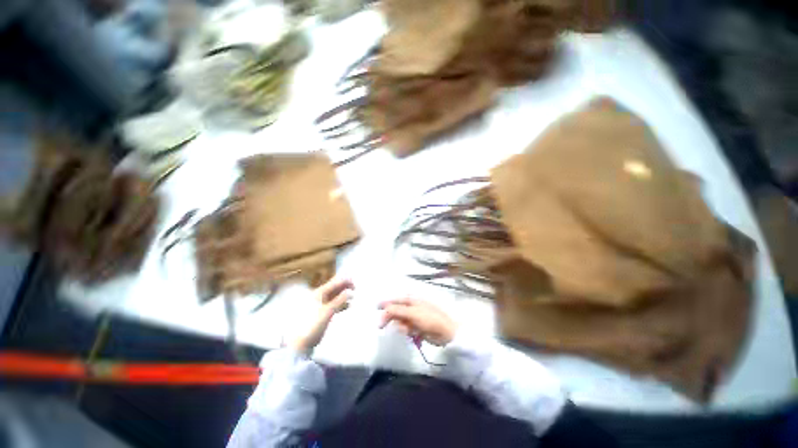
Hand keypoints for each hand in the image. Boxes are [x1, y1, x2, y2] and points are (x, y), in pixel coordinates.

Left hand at [288, 277, 353, 354]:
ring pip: (335, 296)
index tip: (355, 283)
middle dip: (345, 287)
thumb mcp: (328, 311)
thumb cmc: (313, 325)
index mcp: (319, 293)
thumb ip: (340, 300)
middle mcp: (319, 296)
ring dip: (344, 295)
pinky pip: (333, 304)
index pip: (335, 282)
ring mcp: (320, 305)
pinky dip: (341, 303)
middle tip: (356, 289)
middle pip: (335, 288)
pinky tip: (347, 306)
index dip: (345, 281)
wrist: (300, 343)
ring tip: (353, 297)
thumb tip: (351, 292)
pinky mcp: (321, 313)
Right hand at [378, 298, 457, 345]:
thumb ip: (397, 311)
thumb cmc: (429, 319)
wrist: (446, 332)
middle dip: (390, 318)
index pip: (395, 300)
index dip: (385, 303)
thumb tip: (385, 308)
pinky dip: (407, 332)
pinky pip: (406, 329)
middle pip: (396, 311)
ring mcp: (415, 317)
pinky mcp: (417, 327)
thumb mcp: (412, 313)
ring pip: (400, 321)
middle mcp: (412, 307)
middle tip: (381, 326)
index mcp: (412, 300)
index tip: (376, 308)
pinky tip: (413, 334)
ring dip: (401, 327)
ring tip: (408, 331)